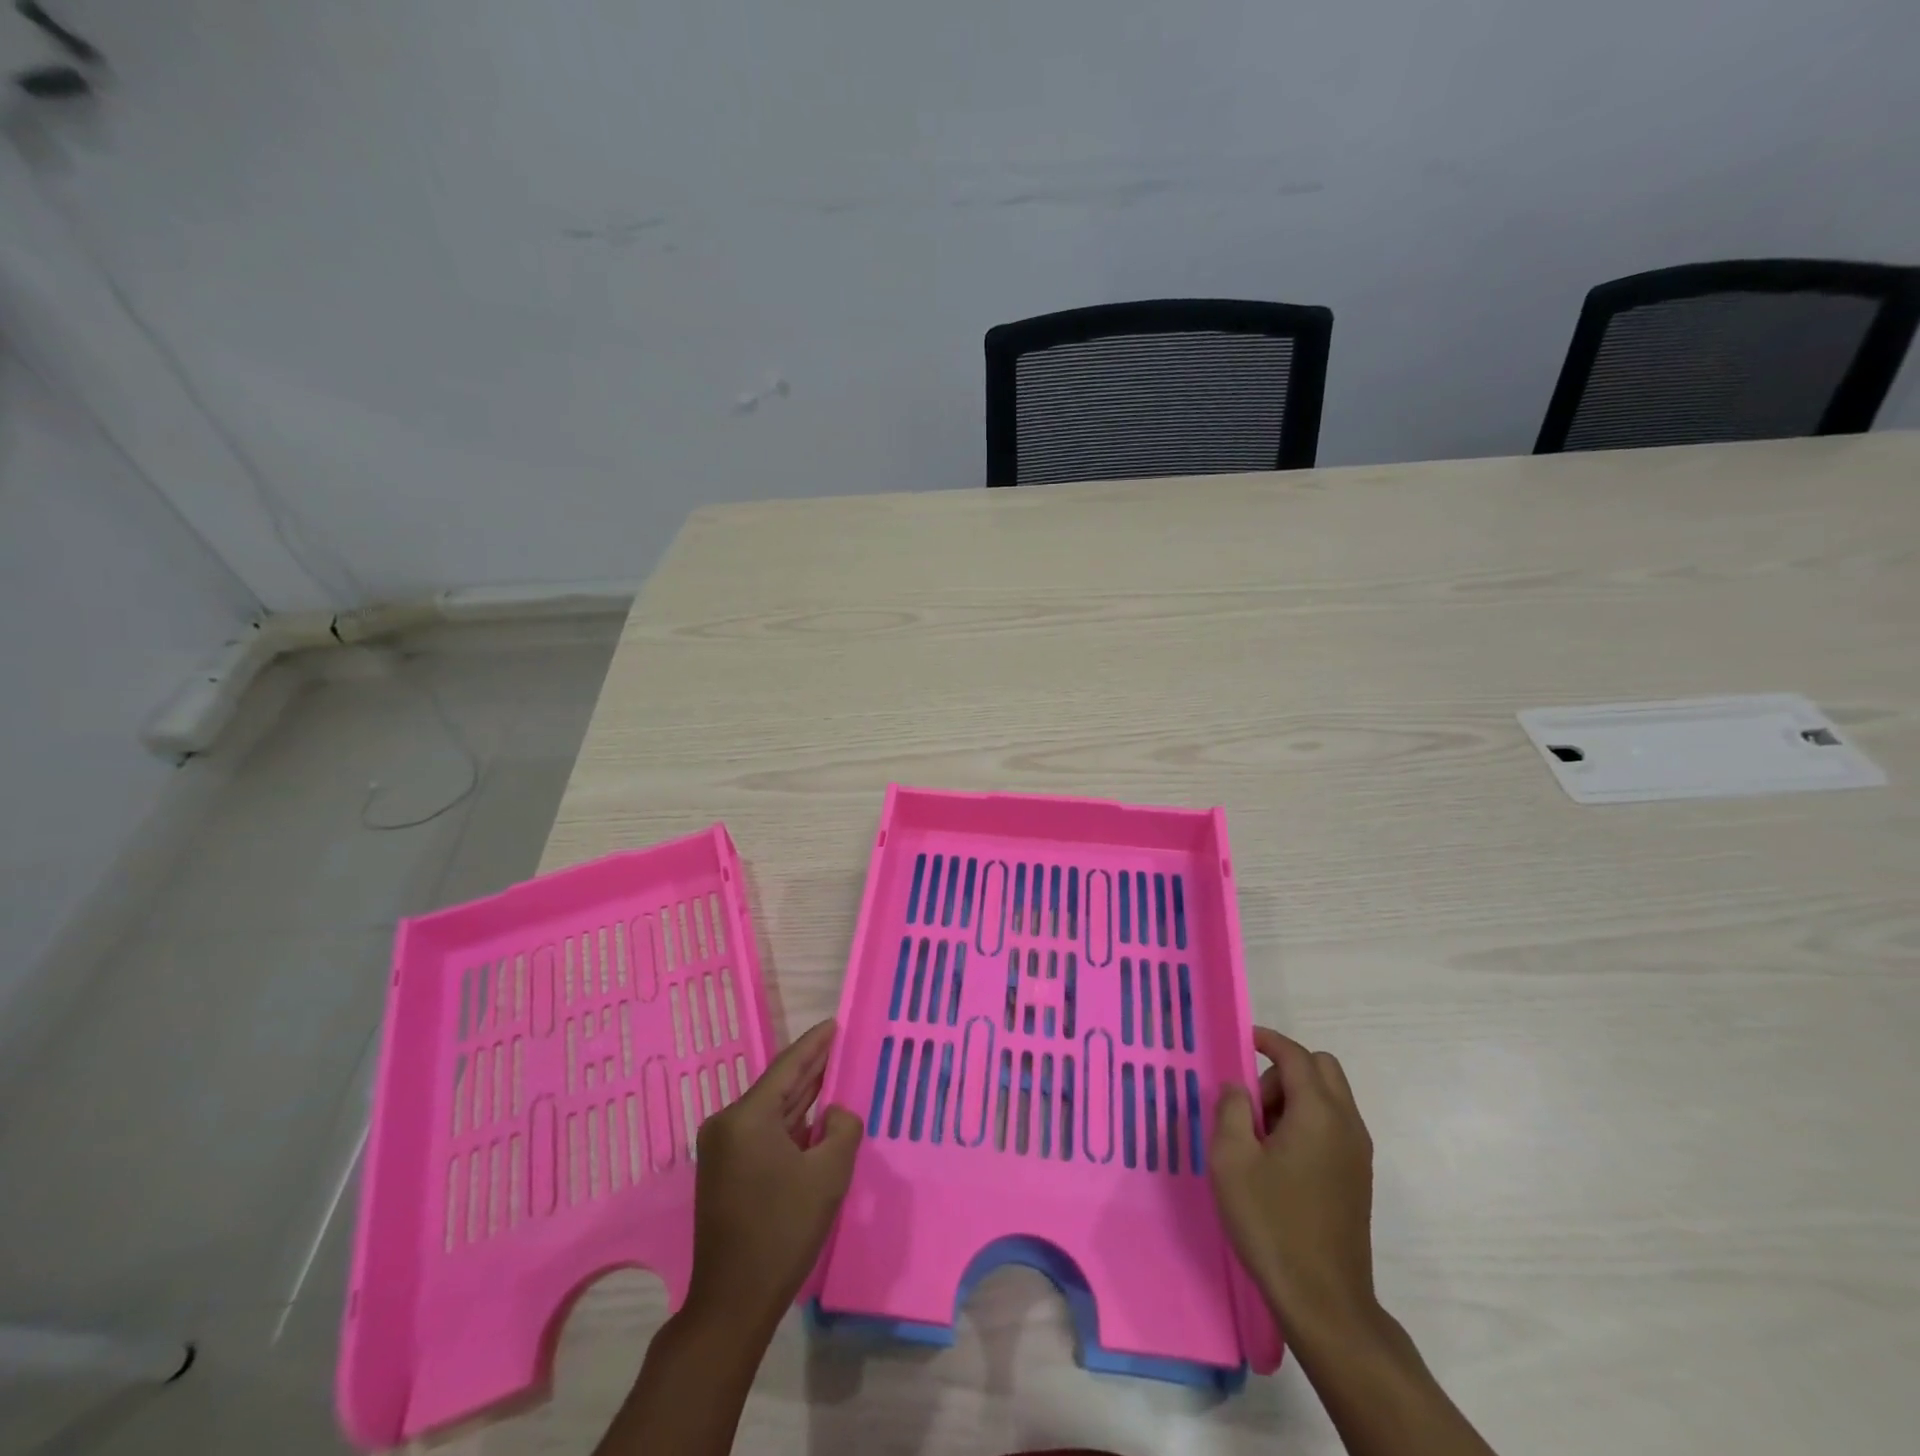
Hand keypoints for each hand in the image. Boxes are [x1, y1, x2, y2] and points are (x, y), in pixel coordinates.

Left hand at [686, 1020, 862, 1329]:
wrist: (732, 1302)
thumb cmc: (782, 1231)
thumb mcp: (828, 1175)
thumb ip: (842, 1129)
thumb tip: (836, 1113)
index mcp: (746, 1117)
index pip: (787, 1066)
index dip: (815, 1044)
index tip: (834, 1023)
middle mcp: (727, 1124)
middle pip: (777, 1085)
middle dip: (810, 1067)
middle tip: (839, 1043)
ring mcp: (722, 1148)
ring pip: (770, 1110)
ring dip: (802, 1096)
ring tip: (832, 1072)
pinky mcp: (724, 1170)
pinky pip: (763, 1132)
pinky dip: (790, 1123)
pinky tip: (814, 1115)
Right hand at [1210, 1027, 1376, 1334]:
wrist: (1324, 1301)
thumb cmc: (1272, 1222)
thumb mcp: (1232, 1159)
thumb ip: (1231, 1109)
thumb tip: (1239, 1087)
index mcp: (1318, 1113)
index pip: (1296, 1056)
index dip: (1269, 1041)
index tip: (1242, 1040)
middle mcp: (1347, 1124)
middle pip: (1322, 1069)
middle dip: (1284, 1071)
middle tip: (1252, 1104)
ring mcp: (1358, 1153)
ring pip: (1329, 1097)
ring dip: (1295, 1098)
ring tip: (1260, 1138)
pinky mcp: (1358, 1177)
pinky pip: (1334, 1125)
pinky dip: (1308, 1121)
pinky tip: (1280, 1159)